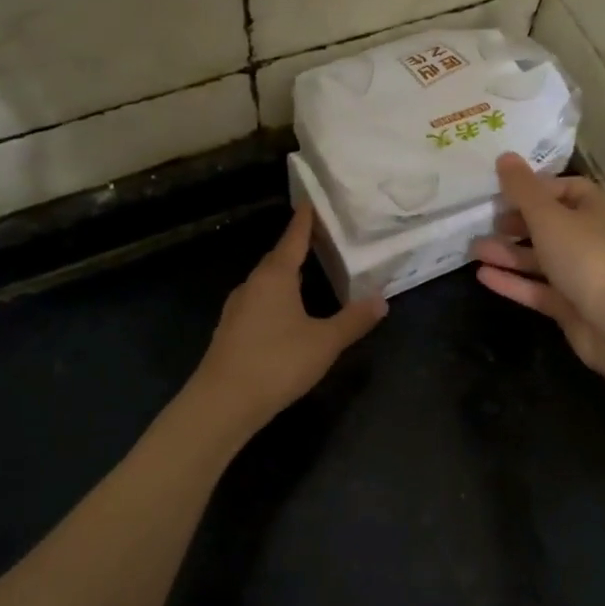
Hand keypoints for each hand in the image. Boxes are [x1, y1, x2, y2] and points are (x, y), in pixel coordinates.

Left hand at [193, 204, 386, 428]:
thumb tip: (381, 299)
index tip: (309, 202)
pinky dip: (275, 298)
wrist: (222, 403)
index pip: (293, 240)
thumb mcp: (325, 342)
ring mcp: (237, 309)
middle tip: (318, 239)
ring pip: (265, 283)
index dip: (304, 222)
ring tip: (306, 274)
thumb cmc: (277, 362)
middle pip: (277, 259)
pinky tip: (285, 313)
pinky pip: (258, 303)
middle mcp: (252, 285)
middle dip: (296, 248)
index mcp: (275, 277)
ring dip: (285, 275)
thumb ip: (353, 320)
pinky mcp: (230, 332)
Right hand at [470, 153, 604, 375]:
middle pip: (551, 224)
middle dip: (516, 223)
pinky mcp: (572, 304)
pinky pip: (539, 287)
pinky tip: (483, 276)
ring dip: (509, 252)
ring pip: (541, 257)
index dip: (534, 188)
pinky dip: (514, 281)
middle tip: (485, 222)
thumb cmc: (584, 257)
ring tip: (473, 250)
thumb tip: (504, 156)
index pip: (565, 188)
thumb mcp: (548, 216)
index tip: (503, 192)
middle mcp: (593, 238)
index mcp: (598, 209)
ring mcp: (583, 273)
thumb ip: (522, 189)